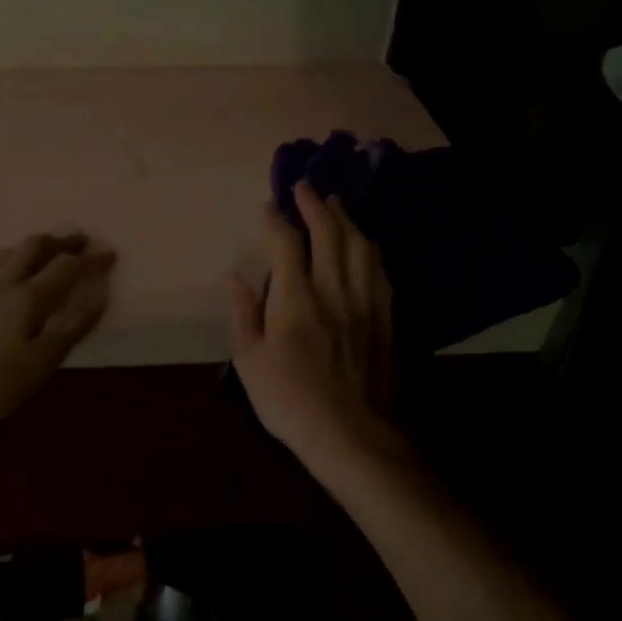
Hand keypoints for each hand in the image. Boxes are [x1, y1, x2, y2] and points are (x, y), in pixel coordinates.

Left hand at [0, 231, 114, 429]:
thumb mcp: (43, 363)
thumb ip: (72, 326)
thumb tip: (99, 292)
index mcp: (28, 298)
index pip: (66, 268)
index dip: (90, 259)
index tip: (110, 254)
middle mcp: (1, 283)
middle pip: (33, 248)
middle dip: (59, 241)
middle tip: (78, 241)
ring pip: (3, 253)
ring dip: (27, 246)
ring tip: (41, 250)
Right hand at [229, 182, 405, 470]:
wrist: (350, 433)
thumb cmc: (289, 400)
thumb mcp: (249, 361)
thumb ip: (243, 313)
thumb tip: (236, 276)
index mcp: (296, 298)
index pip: (287, 244)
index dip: (277, 220)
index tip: (269, 205)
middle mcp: (334, 289)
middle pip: (331, 234)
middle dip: (317, 205)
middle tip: (306, 187)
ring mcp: (366, 302)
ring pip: (362, 246)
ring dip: (348, 220)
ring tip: (337, 206)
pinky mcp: (385, 318)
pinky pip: (380, 271)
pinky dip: (369, 250)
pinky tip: (366, 247)